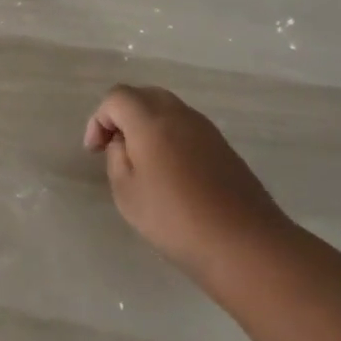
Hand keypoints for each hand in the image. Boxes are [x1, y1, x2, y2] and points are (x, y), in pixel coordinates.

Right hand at [85, 85, 290, 282]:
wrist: (245, 244)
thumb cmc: (175, 219)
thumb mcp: (127, 192)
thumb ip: (117, 158)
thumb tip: (123, 142)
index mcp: (151, 120)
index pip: (116, 97)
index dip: (99, 119)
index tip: (95, 151)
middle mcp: (180, 115)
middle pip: (143, 96)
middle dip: (122, 116)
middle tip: (113, 147)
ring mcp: (206, 129)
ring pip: (167, 110)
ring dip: (147, 125)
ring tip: (140, 161)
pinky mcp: (223, 147)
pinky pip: (186, 127)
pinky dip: (169, 137)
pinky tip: (169, 171)